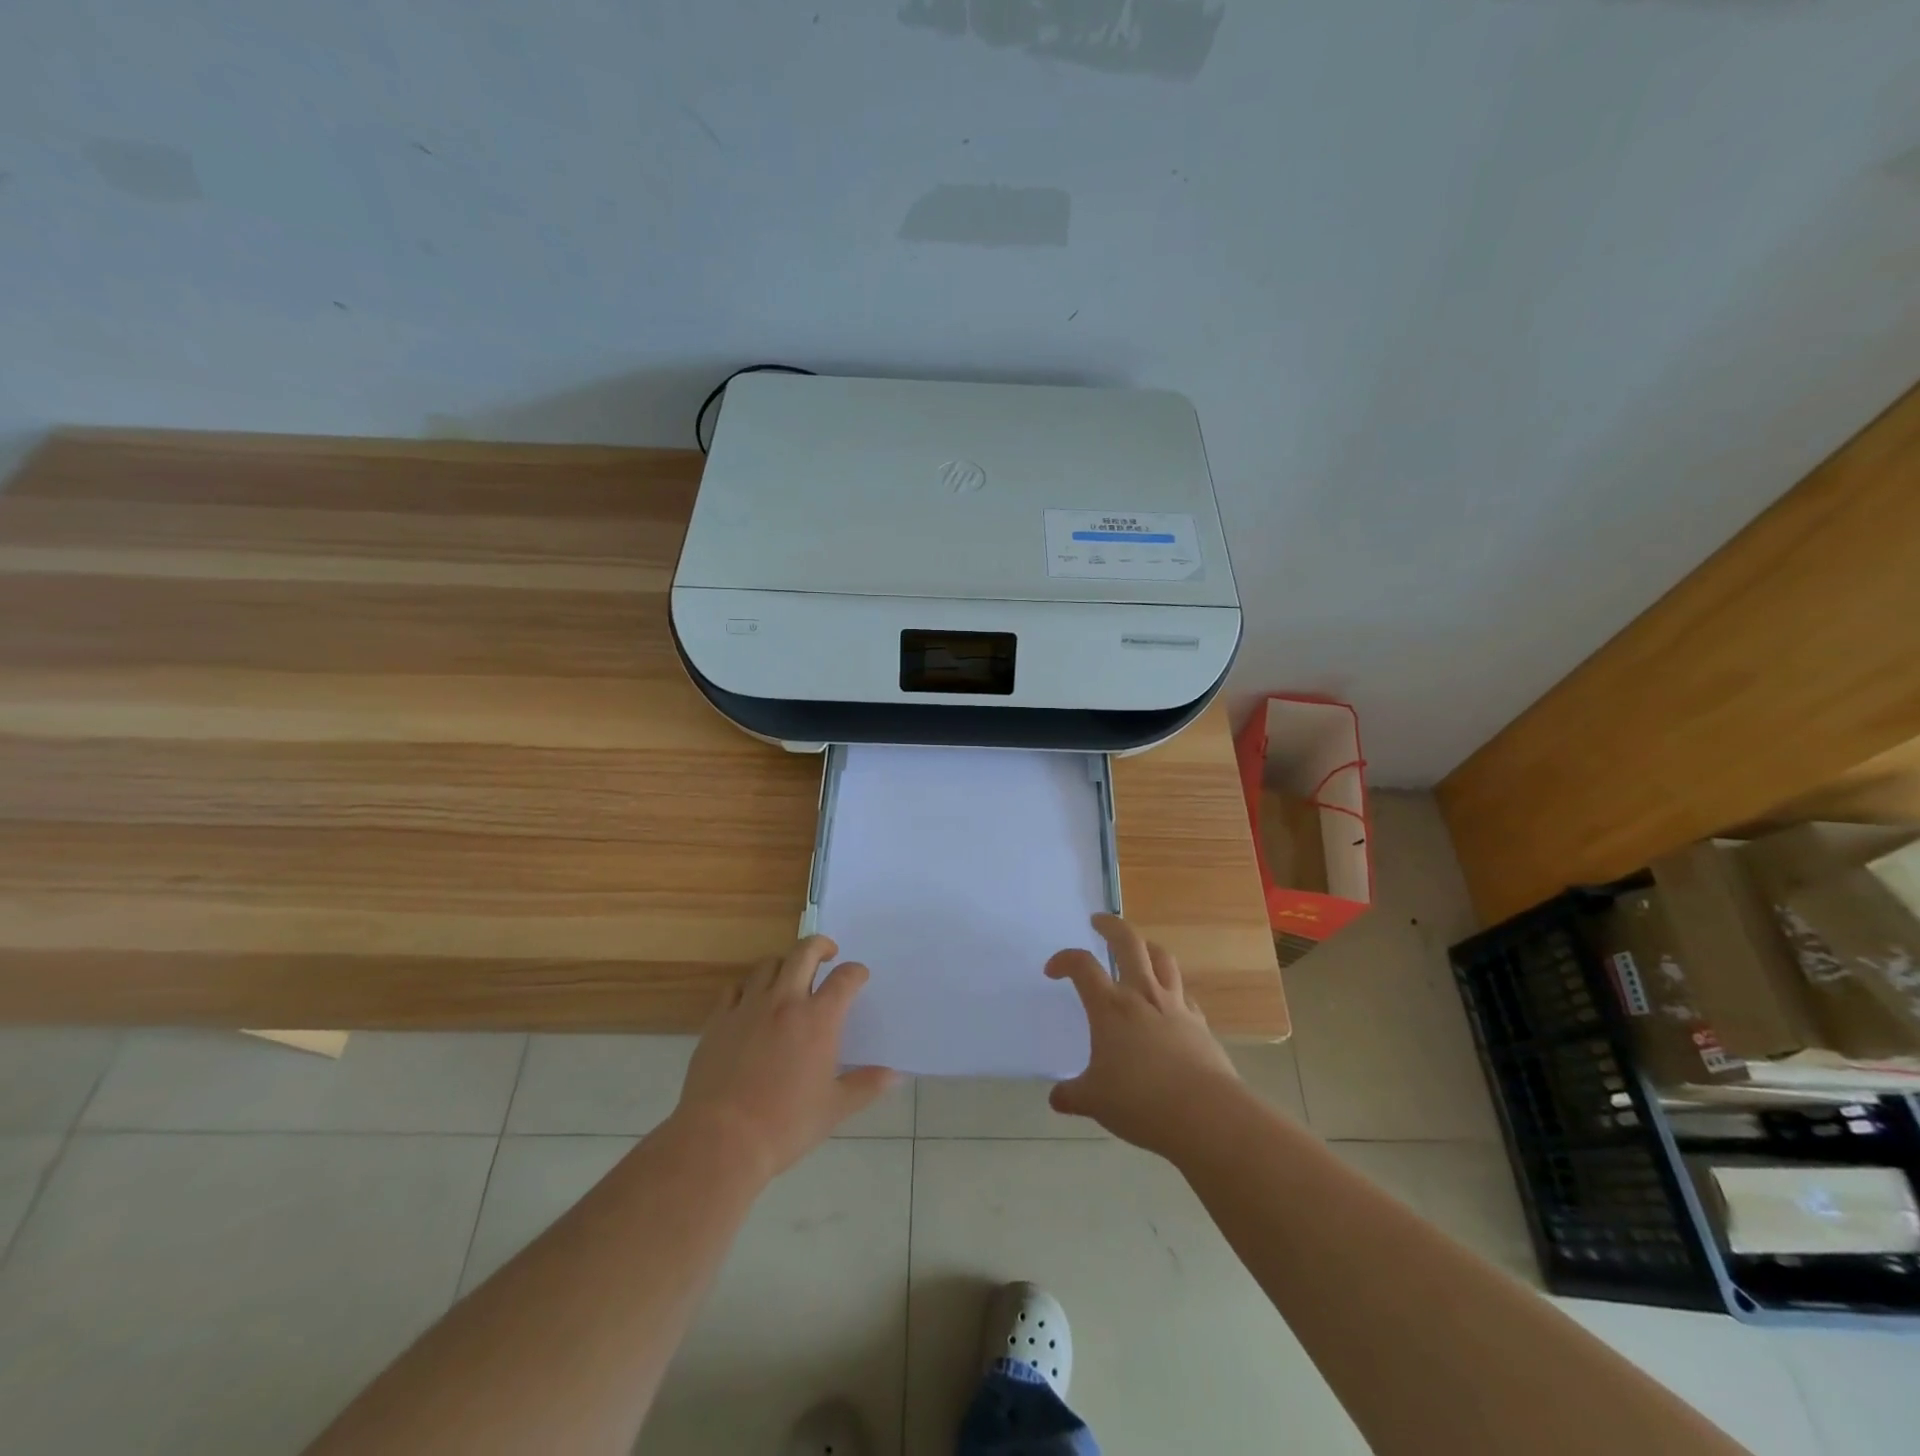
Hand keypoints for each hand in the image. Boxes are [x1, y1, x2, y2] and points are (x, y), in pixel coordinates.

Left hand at [674, 936, 897, 1179]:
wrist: (721, 1140)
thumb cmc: (785, 1125)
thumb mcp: (834, 1109)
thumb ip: (866, 1086)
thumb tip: (895, 1076)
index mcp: (819, 1019)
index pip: (845, 978)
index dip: (856, 972)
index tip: (859, 977)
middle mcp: (785, 1002)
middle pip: (804, 953)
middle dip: (820, 946)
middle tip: (828, 954)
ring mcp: (748, 1007)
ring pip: (768, 964)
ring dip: (784, 964)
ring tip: (790, 977)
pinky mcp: (719, 1020)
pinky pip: (735, 988)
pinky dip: (749, 988)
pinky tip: (752, 1003)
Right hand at [1047, 914, 1242, 1157]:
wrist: (1205, 1114)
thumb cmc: (1140, 1101)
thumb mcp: (1095, 1101)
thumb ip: (1072, 1095)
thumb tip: (1057, 1098)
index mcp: (1110, 1006)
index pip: (1082, 966)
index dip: (1064, 960)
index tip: (1053, 971)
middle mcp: (1142, 994)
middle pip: (1128, 942)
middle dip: (1111, 926)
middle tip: (1099, 921)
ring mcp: (1175, 1006)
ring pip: (1162, 958)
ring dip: (1147, 947)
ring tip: (1138, 949)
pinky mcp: (1199, 1023)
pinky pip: (1183, 994)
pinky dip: (1171, 989)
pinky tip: (1168, 1002)